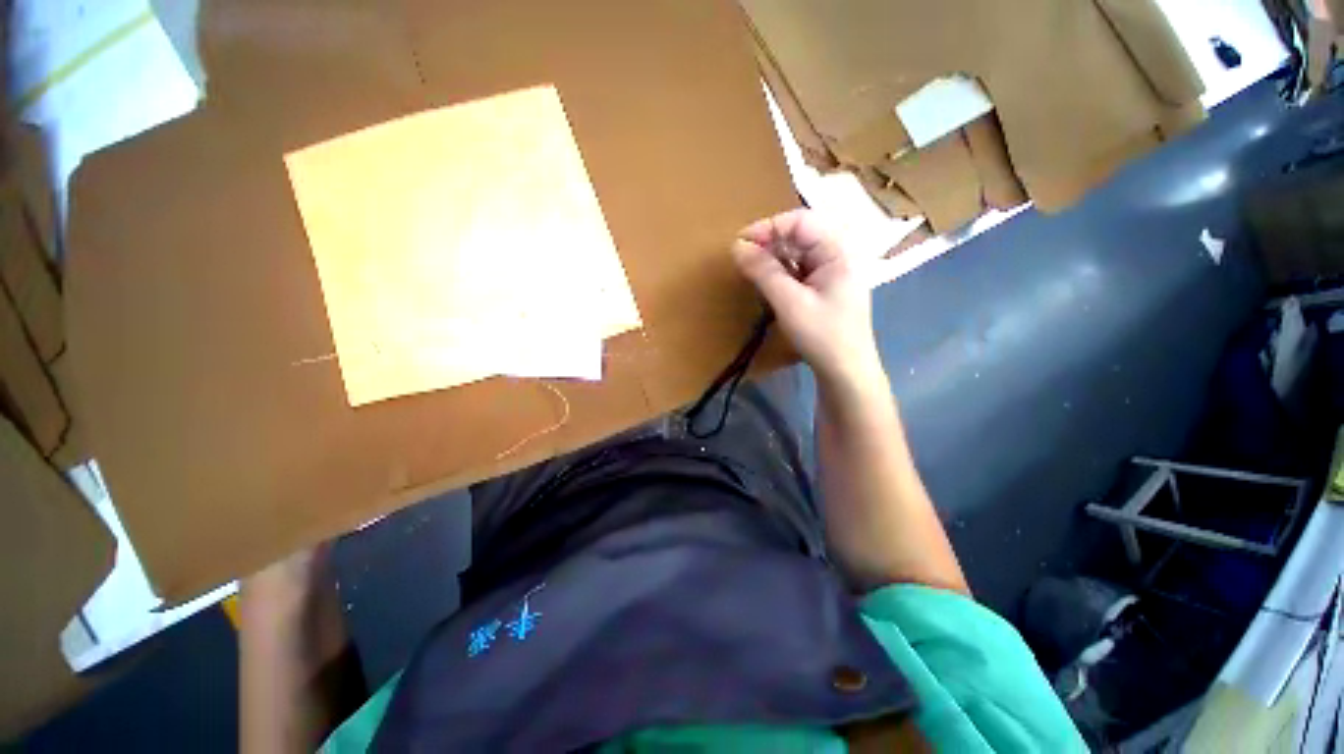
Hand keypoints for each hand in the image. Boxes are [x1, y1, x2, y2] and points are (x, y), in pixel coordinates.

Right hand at [731, 209, 881, 384]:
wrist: (846, 372)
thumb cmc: (822, 335)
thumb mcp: (789, 302)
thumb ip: (763, 271)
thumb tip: (736, 246)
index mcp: (837, 252)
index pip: (801, 222)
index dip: (769, 227)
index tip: (740, 242)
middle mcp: (837, 256)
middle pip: (800, 235)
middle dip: (769, 243)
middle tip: (743, 258)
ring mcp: (831, 274)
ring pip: (797, 254)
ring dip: (773, 258)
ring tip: (751, 270)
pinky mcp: (823, 289)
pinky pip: (798, 271)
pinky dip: (780, 273)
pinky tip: (767, 284)